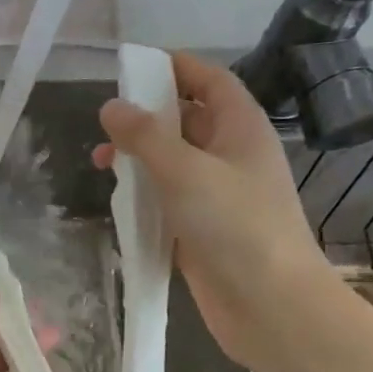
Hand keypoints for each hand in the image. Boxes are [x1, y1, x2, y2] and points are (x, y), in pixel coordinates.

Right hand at [94, 51, 329, 362]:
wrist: (270, 304)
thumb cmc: (235, 226)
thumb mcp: (185, 171)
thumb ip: (145, 136)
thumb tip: (111, 107)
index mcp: (241, 128)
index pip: (210, 81)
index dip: (175, 67)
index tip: (132, 66)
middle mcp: (232, 155)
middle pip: (187, 120)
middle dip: (146, 117)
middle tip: (106, 126)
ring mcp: (219, 195)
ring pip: (175, 162)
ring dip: (140, 159)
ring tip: (102, 165)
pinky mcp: (205, 229)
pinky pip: (170, 199)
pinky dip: (145, 195)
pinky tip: (119, 203)